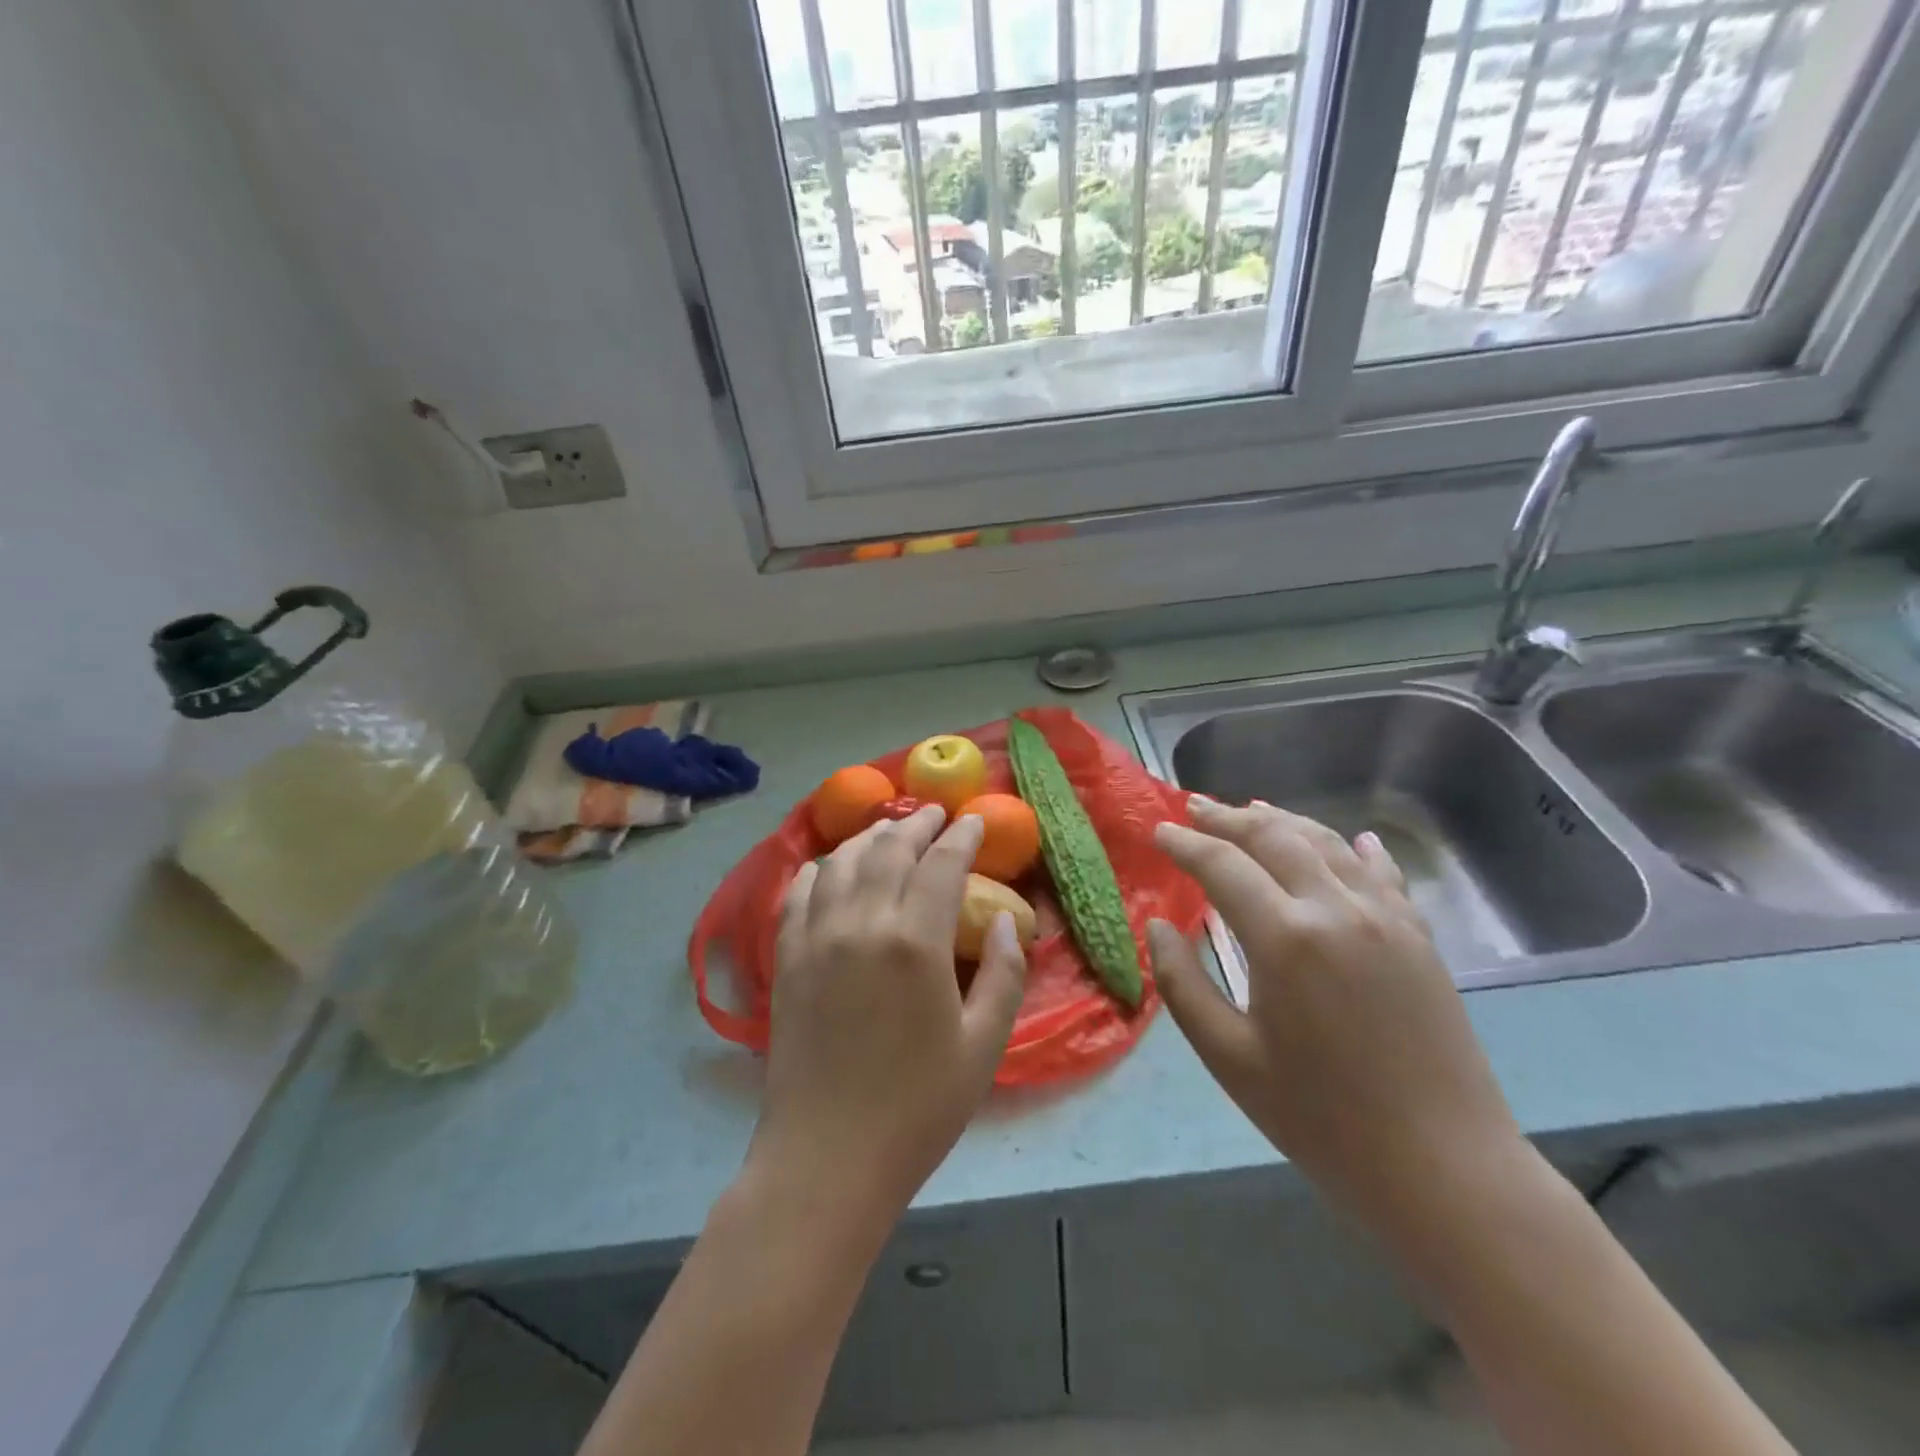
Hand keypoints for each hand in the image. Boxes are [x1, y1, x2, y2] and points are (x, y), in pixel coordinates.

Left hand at [745, 805, 1027, 1238]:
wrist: (827, 1159)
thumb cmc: (918, 1108)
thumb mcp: (983, 1045)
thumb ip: (1004, 973)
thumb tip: (1005, 917)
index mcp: (915, 942)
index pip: (941, 864)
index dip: (961, 837)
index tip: (974, 822)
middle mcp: (862, 923)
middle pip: (890, 849)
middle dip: (916, 824)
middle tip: (934, 815)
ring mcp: (817, 937)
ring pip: (843, 861)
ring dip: (871, 837)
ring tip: (889, 831)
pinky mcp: (787, 957)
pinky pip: (800, 892)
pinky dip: (820, 868)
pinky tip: (831, 867)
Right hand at [1148, 798, 1525, 1234]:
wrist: (1445, 1172)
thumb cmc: (1321, 1120)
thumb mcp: (1229, 1058)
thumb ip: (1183, 983)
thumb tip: (1159, 925)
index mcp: (1285, 937)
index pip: (1221, 864)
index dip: (1184, 843)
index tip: (1158, 831)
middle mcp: (1336, 909)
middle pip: (1274, 837)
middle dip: (1228, 817)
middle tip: (1194, 807)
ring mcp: (1387, 918)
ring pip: (1327, 844)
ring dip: (1284, 821)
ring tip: (1252, 810)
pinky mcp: (1420, 938)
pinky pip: (1383, 874)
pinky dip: (1357, 850)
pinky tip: (1353, 841)